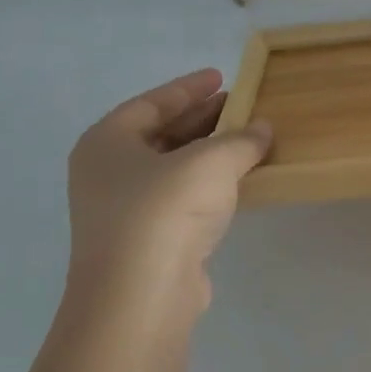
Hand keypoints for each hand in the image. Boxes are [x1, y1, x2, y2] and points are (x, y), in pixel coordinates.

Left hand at [66, 68, 271, 308]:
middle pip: (161, 133)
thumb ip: (240, 140)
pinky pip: (181, 198)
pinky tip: (238, 183)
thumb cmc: (165, 212)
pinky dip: (209, 184)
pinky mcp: (147, 240)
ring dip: (209, 153)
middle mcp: (108, 172)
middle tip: (241, 105)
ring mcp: (124, 210)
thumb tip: (263, 129)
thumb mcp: (211, 163)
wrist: (140, 295)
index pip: (152, 103)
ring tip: (248, 140)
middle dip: (202, 118)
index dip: (189, 87)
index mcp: (108, 142)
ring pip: (172, 168)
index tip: (221, 76)